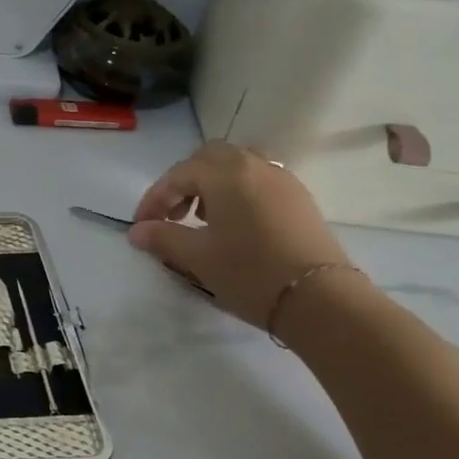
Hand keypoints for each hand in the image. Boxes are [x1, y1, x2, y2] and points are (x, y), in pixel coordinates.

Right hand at [128, 141, 355, 329]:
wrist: (321, 300)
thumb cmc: (250, 273)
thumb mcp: (198, 257)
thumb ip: (163, 238)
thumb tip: (137, 231)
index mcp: (226, 174)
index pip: (178, 175)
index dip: (154, 199)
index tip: (142, 226)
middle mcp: (254, 165)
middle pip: (209, 158)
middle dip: (184, 181)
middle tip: (173, 214)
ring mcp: (282, 179)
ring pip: (237, 165)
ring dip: (212, 184)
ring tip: (202, 218)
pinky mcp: (299, 198)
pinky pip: (258, 180)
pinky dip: (237, 191)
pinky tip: (234, 224)